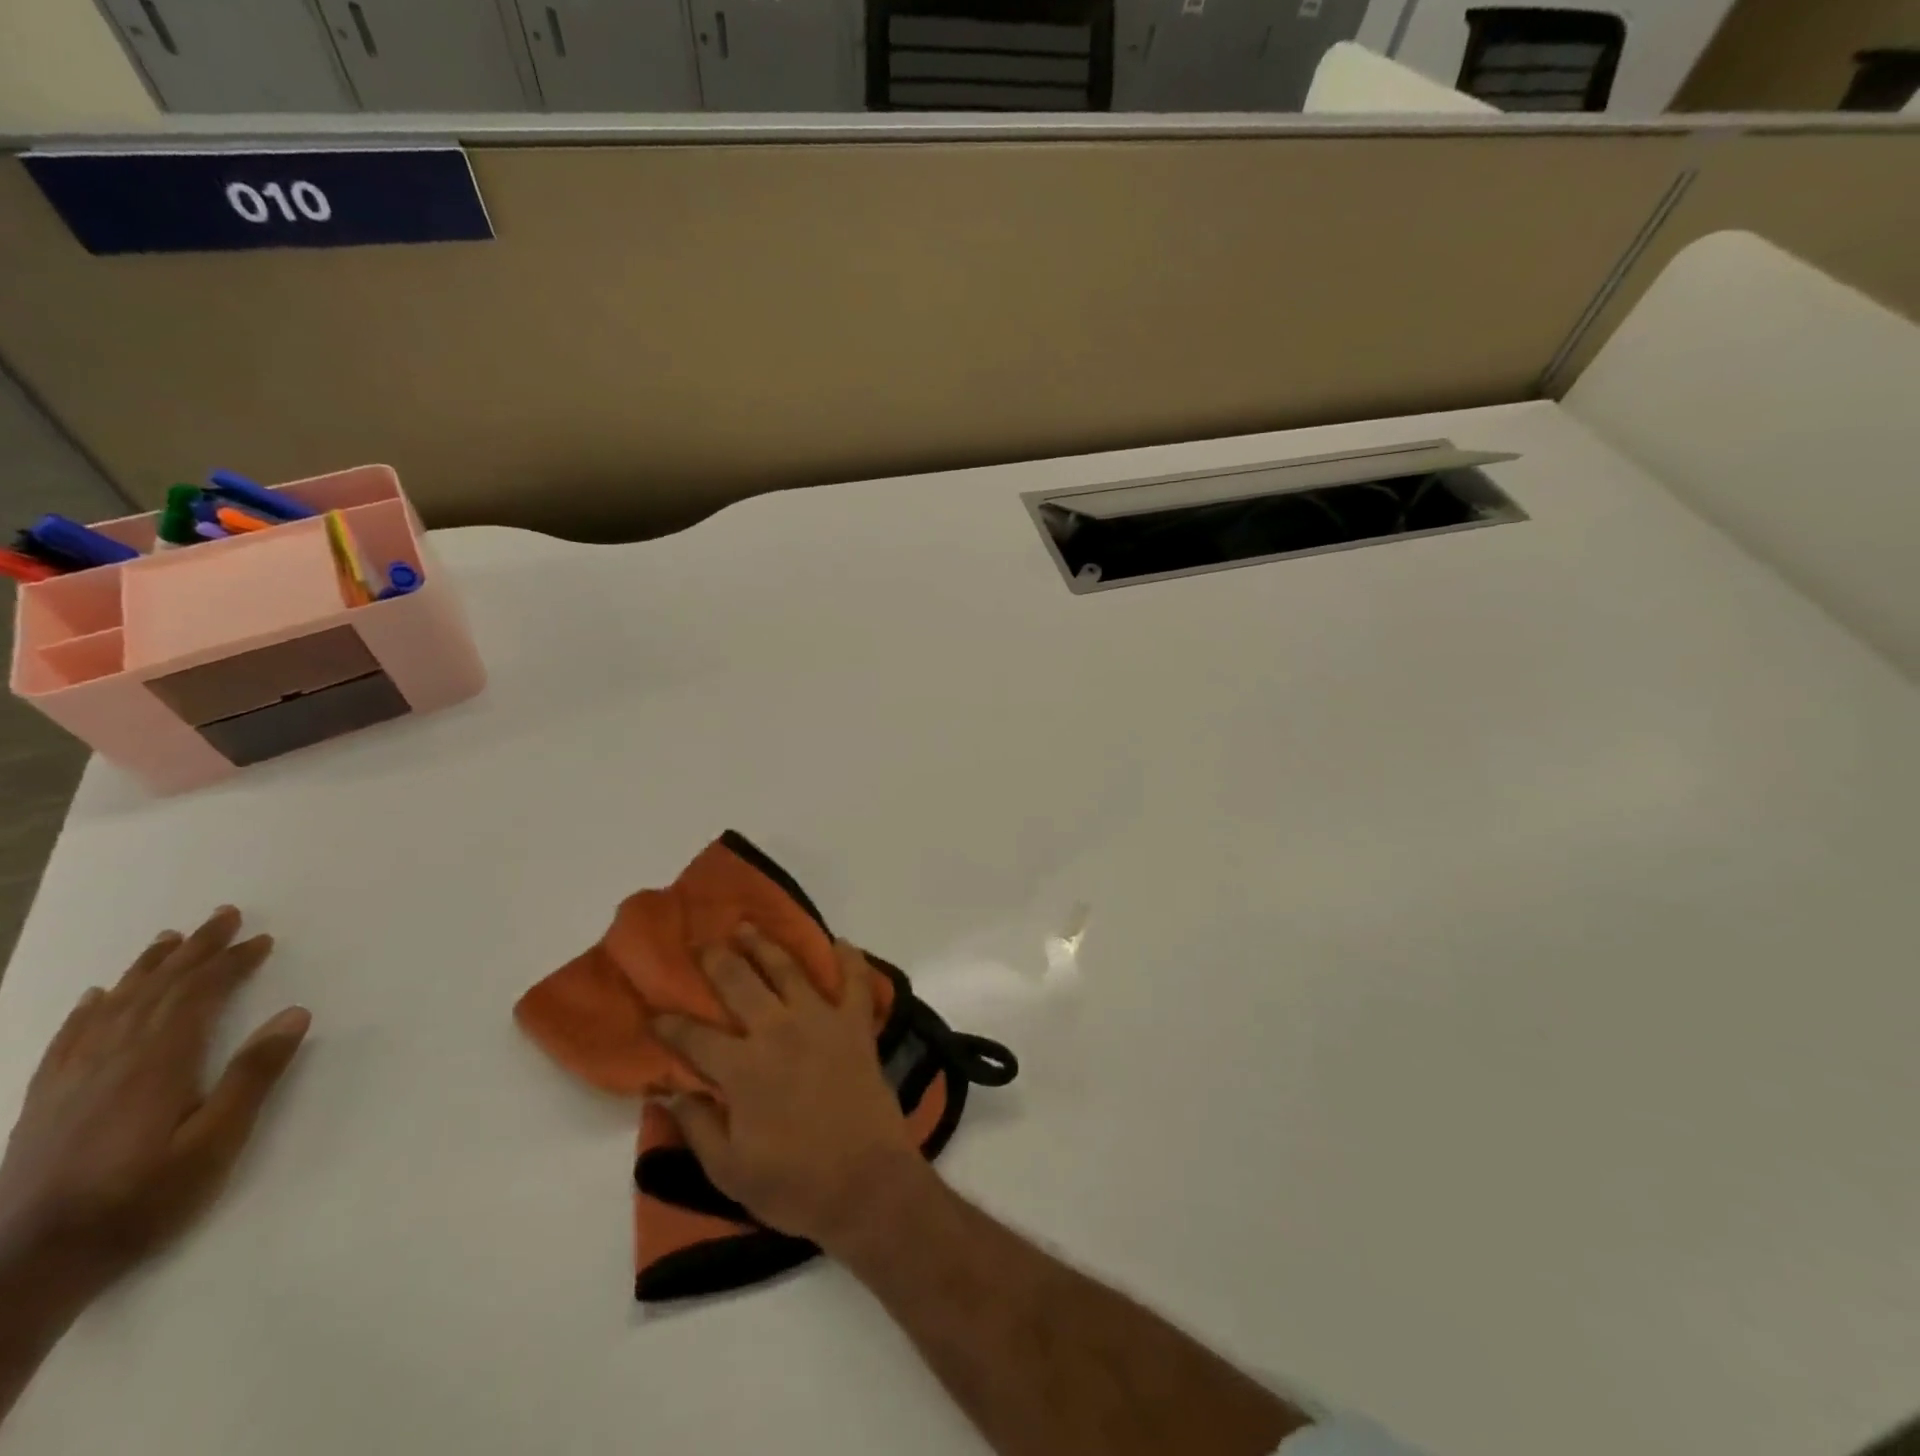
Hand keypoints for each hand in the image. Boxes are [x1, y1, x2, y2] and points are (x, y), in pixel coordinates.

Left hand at [0, 906, 310, 1298]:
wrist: (32, 1266)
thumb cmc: (143, 1200)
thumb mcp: (215, 1144)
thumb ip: (253, 1076)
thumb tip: (294, 1013)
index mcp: (157, 1064)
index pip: (198, 995)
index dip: (230, 963)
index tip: (261, 940)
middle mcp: (112, 1059)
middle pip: (157, 990)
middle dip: (193, 951)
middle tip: (222, 916)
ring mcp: (72, 1080)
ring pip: (113, 1006)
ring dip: (146, 968)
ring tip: (169, 940)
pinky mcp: (47, 1102)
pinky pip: (69, 1039)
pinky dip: (89, 1009)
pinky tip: (96, 997)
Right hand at [655, 928, 925, 1251]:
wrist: (867, 1184)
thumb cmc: (795, 1185)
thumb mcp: (729, 1170)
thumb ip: (697, 1126)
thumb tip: (670, 1092)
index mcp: (742, 1069)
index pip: (694, 1038)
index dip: (669, 1025)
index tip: (654, 1013)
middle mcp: (778, 1031)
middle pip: (739, 983)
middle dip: (716, 961)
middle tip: (702, 944)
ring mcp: (821, 1021)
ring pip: (788, 969)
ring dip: (765, 945)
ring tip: (747, 926)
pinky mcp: (857, 1026)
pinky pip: (856, 982)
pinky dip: (850, 959)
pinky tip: (841, 941)